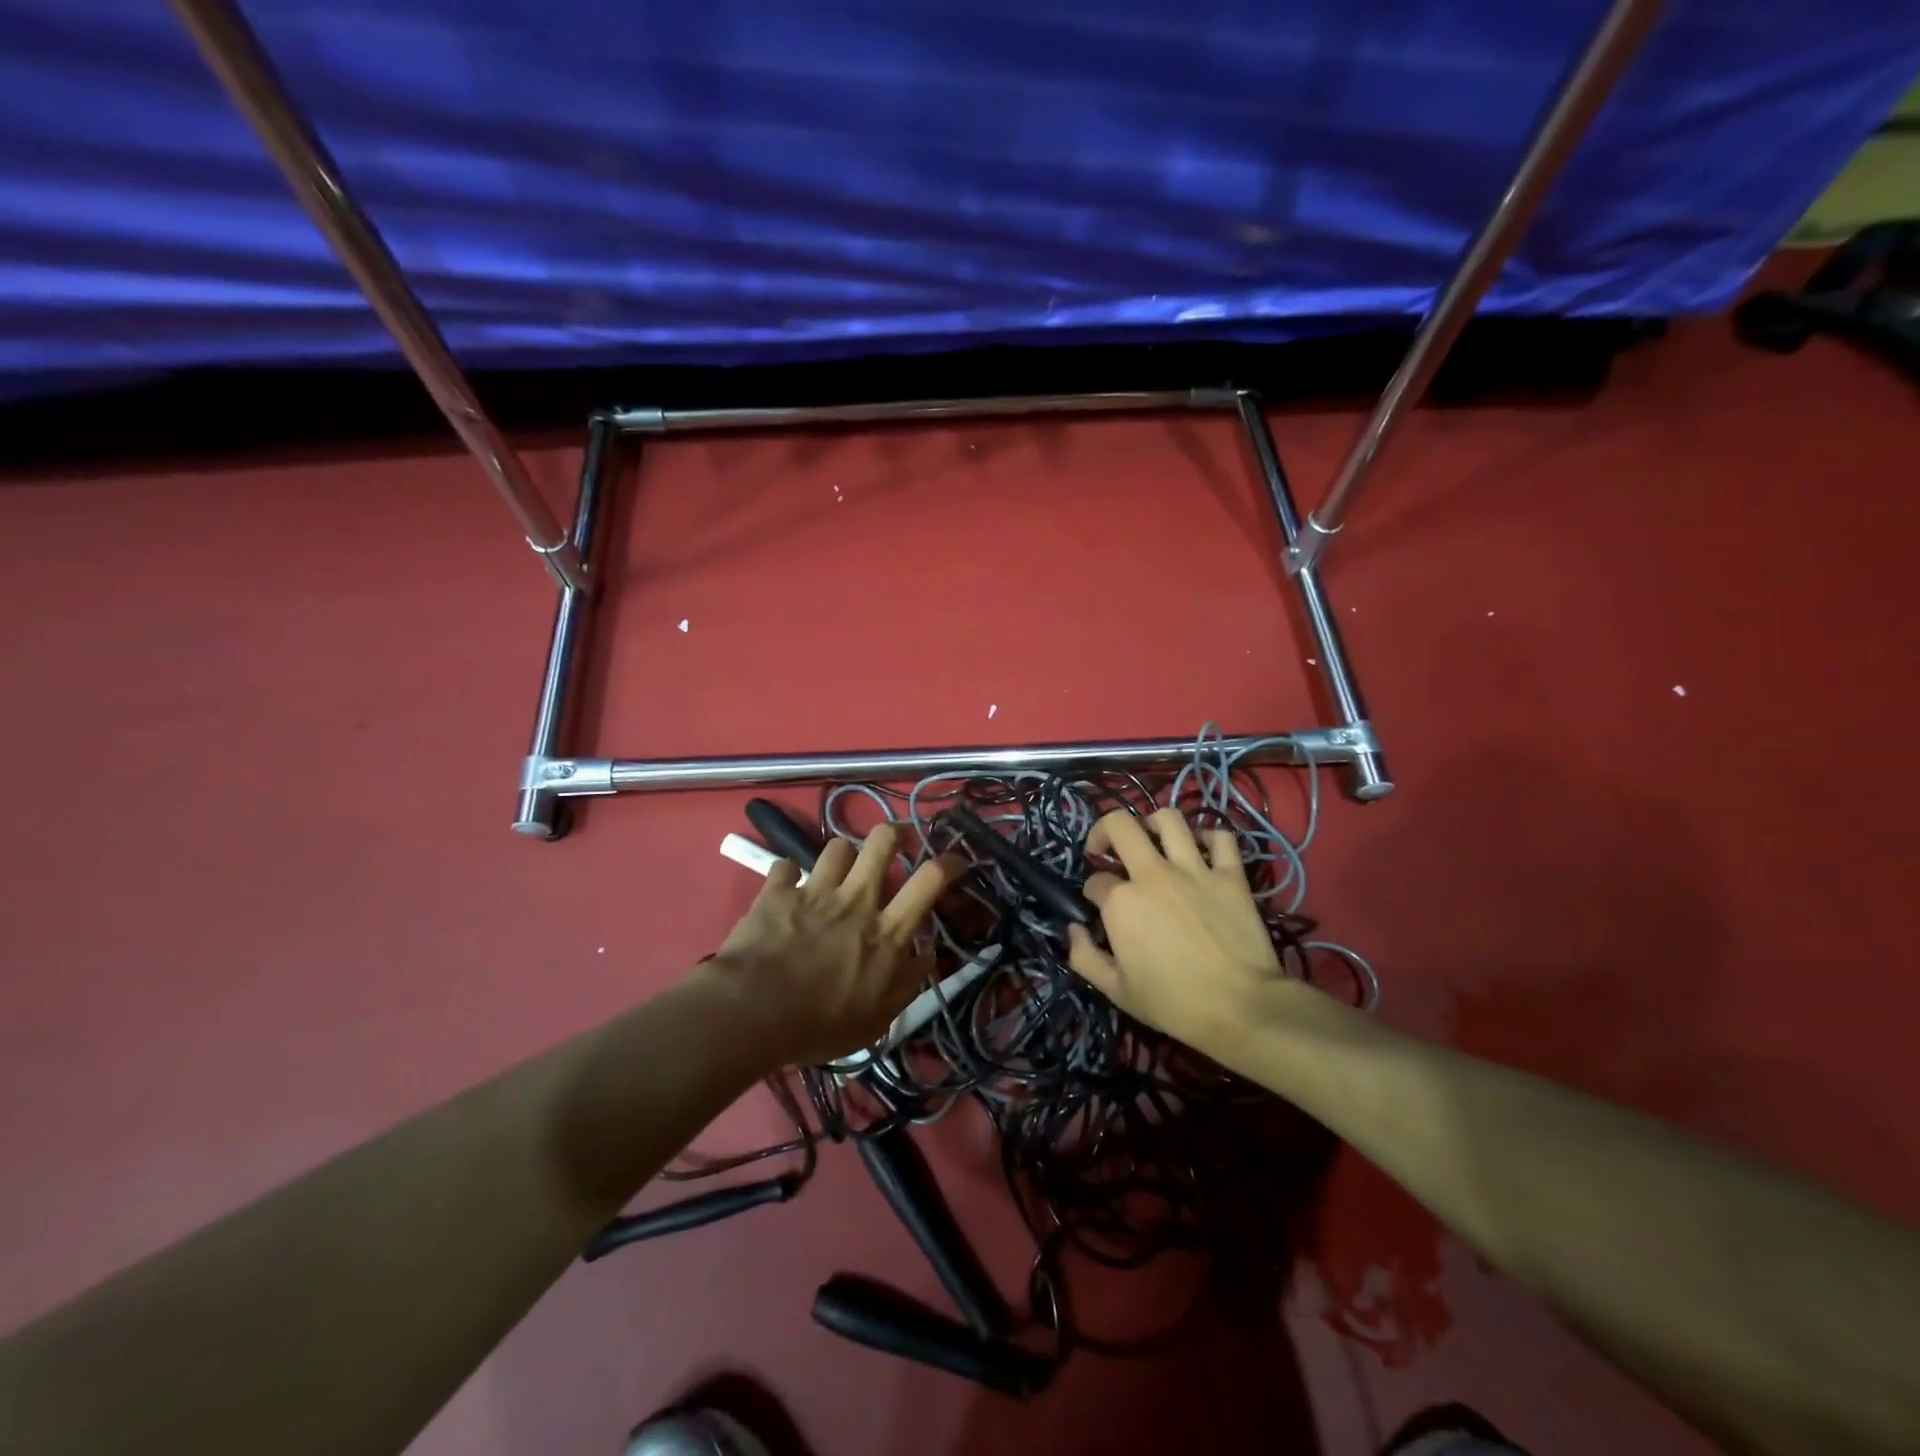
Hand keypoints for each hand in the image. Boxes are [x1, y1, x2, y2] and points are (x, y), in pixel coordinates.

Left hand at [699, 822, 963, 1066]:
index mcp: (886, 931)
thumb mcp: (877, 1019)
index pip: (930, 880)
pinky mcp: (777, 892)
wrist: (751, 1014)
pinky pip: (786, 866)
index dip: (950, 862)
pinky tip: (787, 889)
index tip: (956, 859)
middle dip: (894, 834)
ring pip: (838, 846)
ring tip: (838, 870)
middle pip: (883, 841)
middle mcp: (856, 900)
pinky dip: (788, 876)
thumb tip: (926, 953)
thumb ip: (907, 982)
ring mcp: (815, 891)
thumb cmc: (819, 1025)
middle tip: (894, 843)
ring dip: (842, 856)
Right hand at [1066, 808, 1295, 1058]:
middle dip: (1104, 831)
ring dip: (1153, 824)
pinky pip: (1220, 838)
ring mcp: (1194, 870)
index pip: (1095, 881)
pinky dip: (1209, 838)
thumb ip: (1084, 957)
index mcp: (1121, 902)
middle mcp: (1152, 874)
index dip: (1092, 893)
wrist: (1241, 1008)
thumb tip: (1073, 929)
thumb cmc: (1173, 1003)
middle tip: (1106, 849)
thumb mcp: (1115, 991)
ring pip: (1168, 819)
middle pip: (1119, 825)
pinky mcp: (1230, 876)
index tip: (1099, 908)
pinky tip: (1201, 852)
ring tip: (1151, 840)